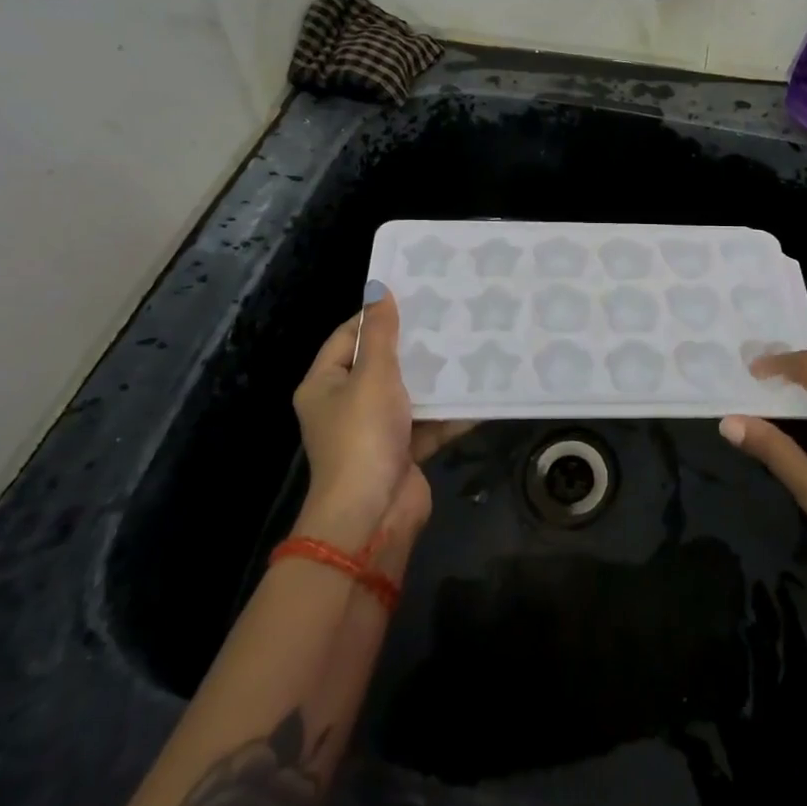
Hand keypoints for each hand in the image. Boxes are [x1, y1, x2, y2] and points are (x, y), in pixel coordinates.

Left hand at [291, 281, 470, 554]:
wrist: (373, 515)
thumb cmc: (362, 436)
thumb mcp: (372, 376)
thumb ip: (381, 333)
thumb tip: (379, 289)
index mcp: (325, 385)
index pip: (348, 337)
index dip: (376, 316)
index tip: (413, 296)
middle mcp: (346, 405)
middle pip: (381, 364)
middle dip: (414, 344)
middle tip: (448, 315)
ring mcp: (376, 430)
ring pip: (409, 392)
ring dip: (436, 376)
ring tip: (470, 343)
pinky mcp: (404, 451)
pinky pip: (429, 422)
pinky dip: (451, 410)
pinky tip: (481, 389)